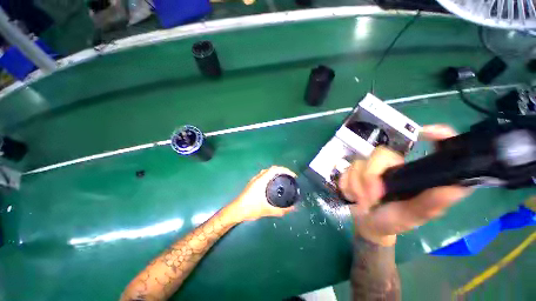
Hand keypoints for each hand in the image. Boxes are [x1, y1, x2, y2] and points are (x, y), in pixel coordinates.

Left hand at [231, 166, 296, 221]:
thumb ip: (280, 210)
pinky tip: (273, 185)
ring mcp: (255, 180)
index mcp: (262, 180)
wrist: (236, 210)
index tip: (293, 176)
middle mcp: (258, 177)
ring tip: (283, 180)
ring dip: (276, 173)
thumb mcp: (267, 210)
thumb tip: (293, 209)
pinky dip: (271, 177)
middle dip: (282, 171)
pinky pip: (264, 175)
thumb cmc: (250, 208)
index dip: (285, 170)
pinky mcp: (253, 183)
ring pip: (267, 172)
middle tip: (290, 178)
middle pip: (272, 169)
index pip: (275, 169)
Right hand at [338, 124, 471, 245]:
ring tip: (361, 202)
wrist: (367, 224)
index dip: (438, 135)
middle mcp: (397, 165)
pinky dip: (346, 185)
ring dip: (356, 186)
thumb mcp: (413, 216)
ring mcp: (373, 166)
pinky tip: (352, 195)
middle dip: (370, 177)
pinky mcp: (356, 170)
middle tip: (370, 198)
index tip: (426, 133)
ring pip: (358, 164)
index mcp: (417, 173)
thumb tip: (457, 185)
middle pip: (380, 154)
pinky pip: (346, 170)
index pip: (434, 147)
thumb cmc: (393, 222)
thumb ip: (431, 203)